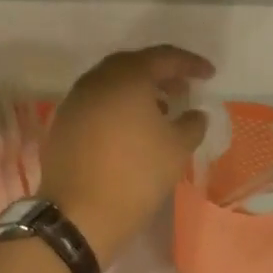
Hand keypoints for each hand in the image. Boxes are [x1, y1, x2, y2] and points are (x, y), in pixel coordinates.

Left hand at [38, 45, 213, 265]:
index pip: (164, 57)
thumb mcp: (177, 149)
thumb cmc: (135, 175)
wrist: (79, 215)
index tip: (209, 74)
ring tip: (160, 109)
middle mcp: (96, 80)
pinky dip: (117, 107)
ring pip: (111, 84)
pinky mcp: (63, 124)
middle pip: (133, 65)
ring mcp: (75, 101)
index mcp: (126, 77)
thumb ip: (192, 123)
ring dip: (138, 91)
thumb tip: (193, 114)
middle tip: (182, 88)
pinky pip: (97, 103)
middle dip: (161, 73)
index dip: (190, 64)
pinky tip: (131, 129)